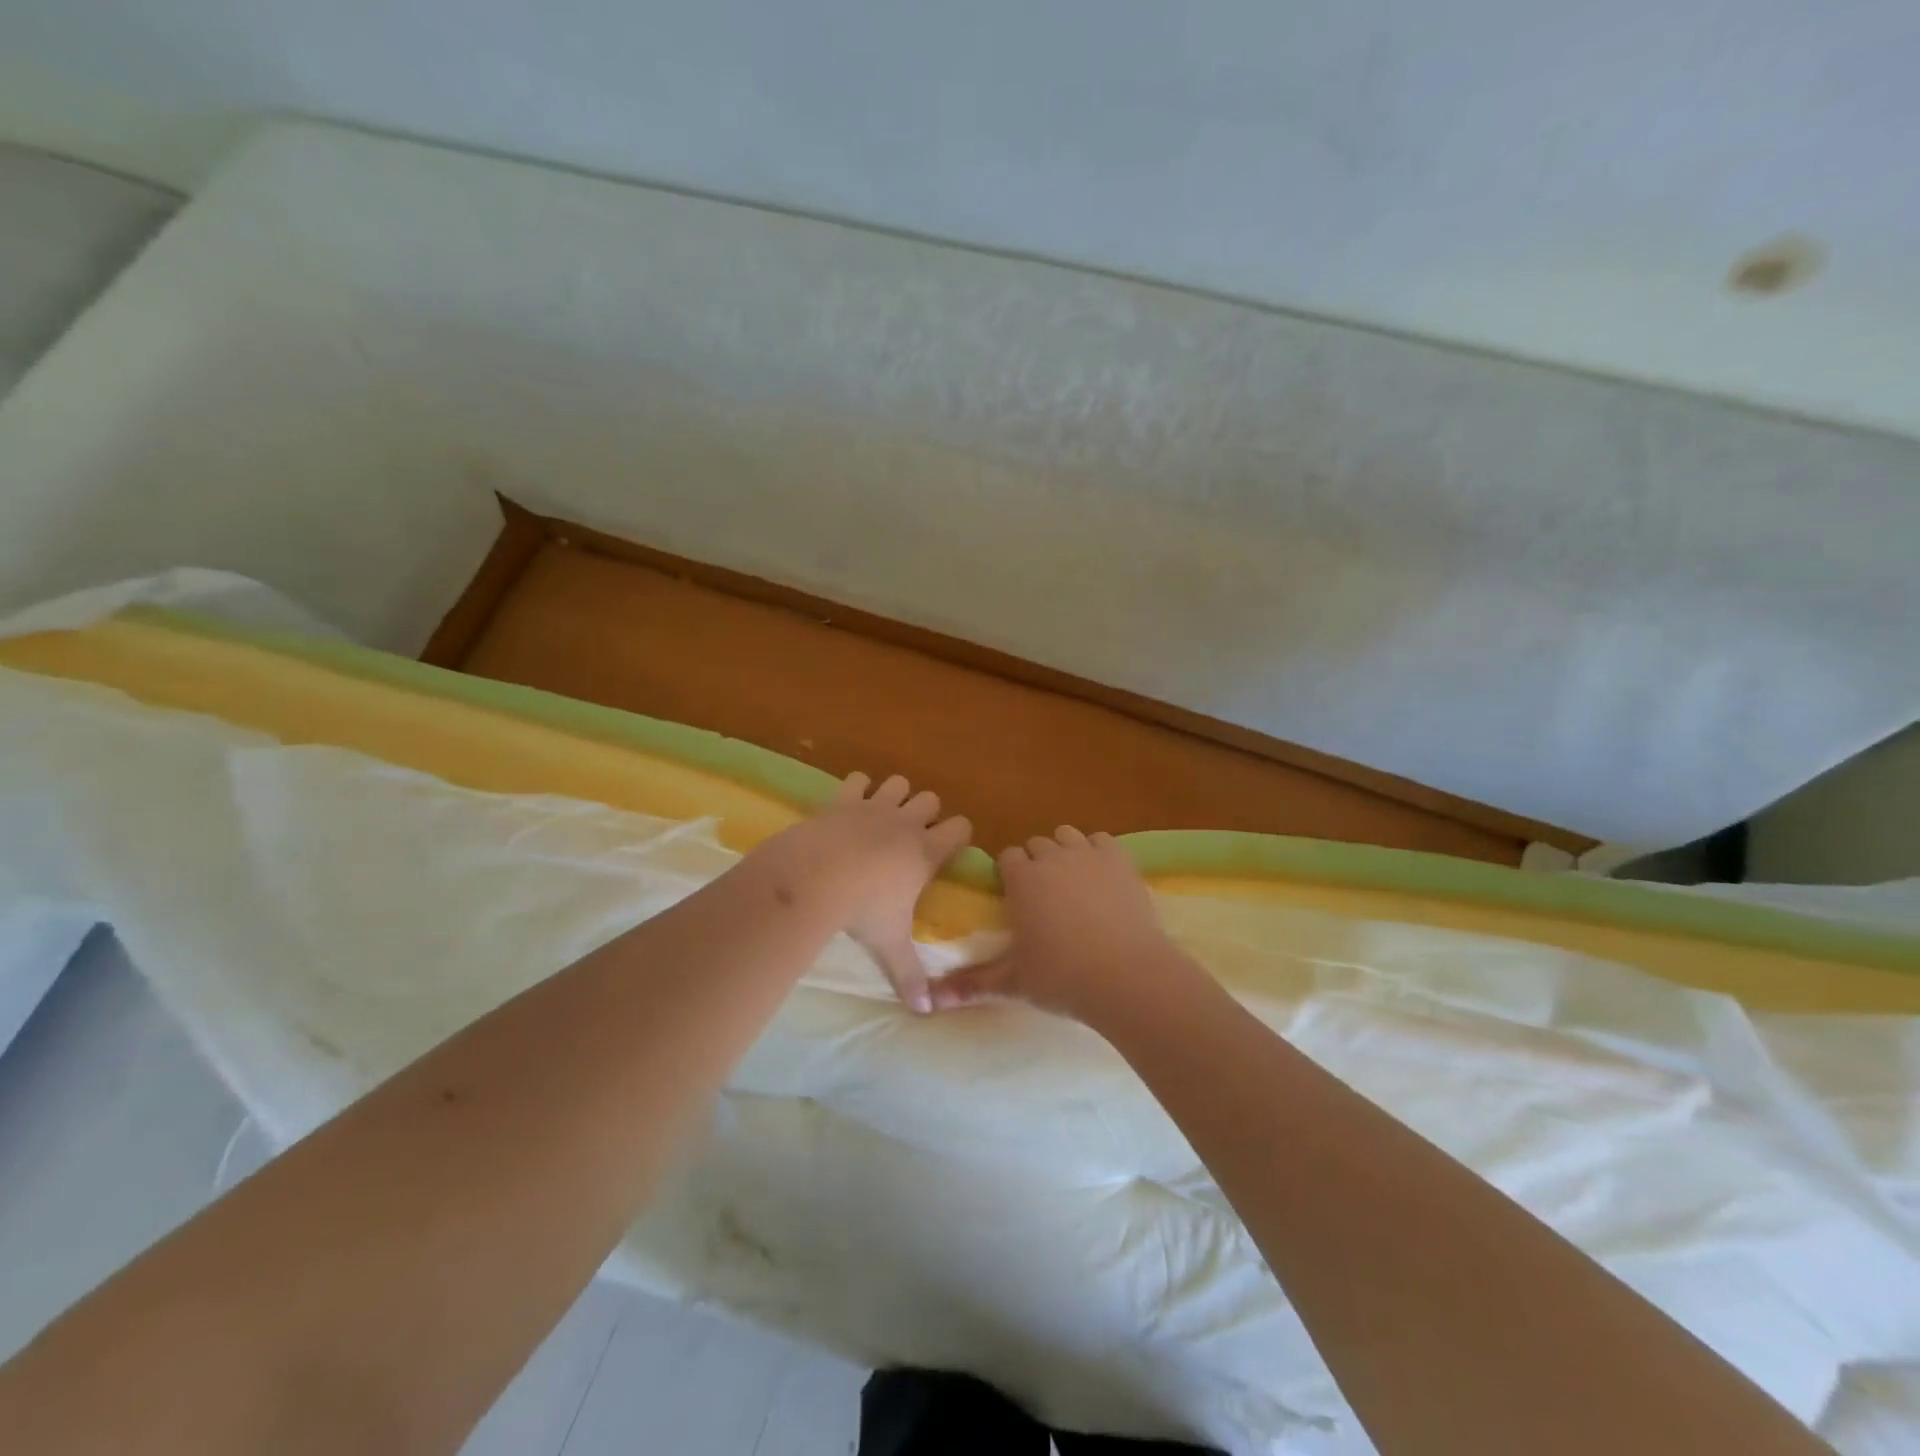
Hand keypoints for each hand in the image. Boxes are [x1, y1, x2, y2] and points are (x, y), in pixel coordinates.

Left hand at [761, 772, 970, 1012]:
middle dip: (926, 813)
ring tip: (882, 818)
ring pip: (898, 783)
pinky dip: (857, 788)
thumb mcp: (888, 944)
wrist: (815, 877)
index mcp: (926, 851)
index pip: (961, 828)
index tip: (949, 848)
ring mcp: (874, 806)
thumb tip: (924, 1012)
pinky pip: (858, 779)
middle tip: (911, 838)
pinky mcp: (843, 798)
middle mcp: (906, 822)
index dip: (958, 835)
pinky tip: (849, 805)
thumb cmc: (862, 910)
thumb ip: (909, 975)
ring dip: (894, 796)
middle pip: (931, 799)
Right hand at [928, 826, 1206, 1024]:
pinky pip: (1100, 840)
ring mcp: (1087, 854)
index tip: (1016, 899)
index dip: (1010, 875)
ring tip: (1073, 885)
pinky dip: (1097, 852)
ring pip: (1067, 836)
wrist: (1127, 976)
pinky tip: (1101, 878)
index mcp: (1021, 878)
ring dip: (1064, 853)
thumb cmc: (1062, 977)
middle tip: (1044, 899)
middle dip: (1036, 864)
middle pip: (1036, 845)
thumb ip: (972, 984)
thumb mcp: (1013, 983)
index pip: (1006, 858)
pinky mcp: (1119, 859)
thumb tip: (930, 1002)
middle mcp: (1051, 856)